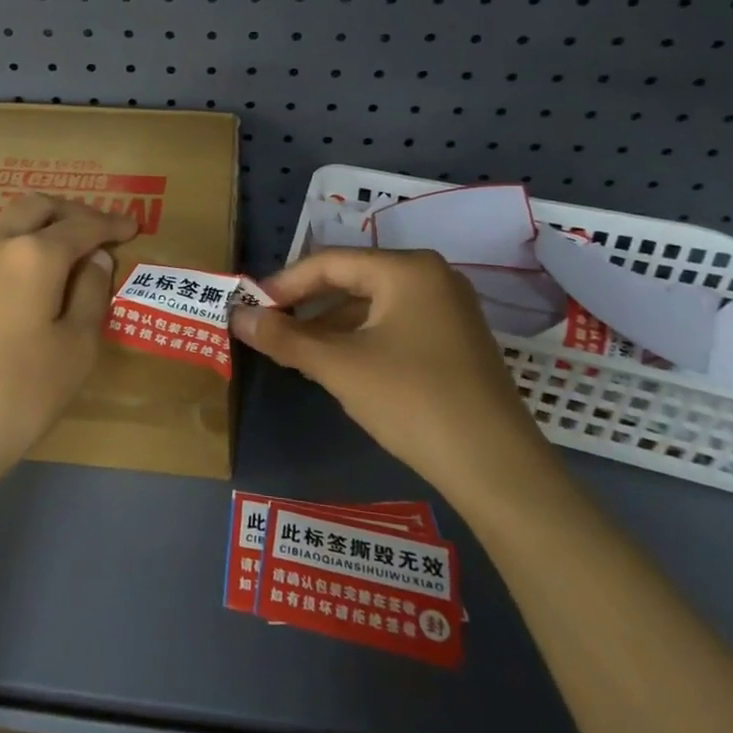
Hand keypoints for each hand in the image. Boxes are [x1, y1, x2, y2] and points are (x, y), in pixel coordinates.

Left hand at [0, 195, 136, 507]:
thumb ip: (92, 296)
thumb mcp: (75, 355)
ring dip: (20, 230)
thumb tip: (96, 259)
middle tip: (88, 229)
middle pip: (33, 207)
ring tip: (34, 247)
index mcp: (33, 256)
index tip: (130, 227)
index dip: (110, 223)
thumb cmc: (13, 403)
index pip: (82, 225)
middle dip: (67, 212)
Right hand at [230, 249, 554, 507]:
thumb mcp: (339, 366)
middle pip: (351, 280)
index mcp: (406, 269)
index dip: (283, 284)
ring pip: (372, 306)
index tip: (250, 308)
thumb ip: (284, 337)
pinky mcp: (455, 341)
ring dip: (330, 326)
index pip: (329, 263)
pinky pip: (393, 325)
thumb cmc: (411, 400)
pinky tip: (339, 366)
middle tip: (268, 329)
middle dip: (306, 306)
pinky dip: (360, 340)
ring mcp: (448, 309)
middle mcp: (431, 277)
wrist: (496, 469)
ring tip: (295, 352)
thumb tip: (236, 316)